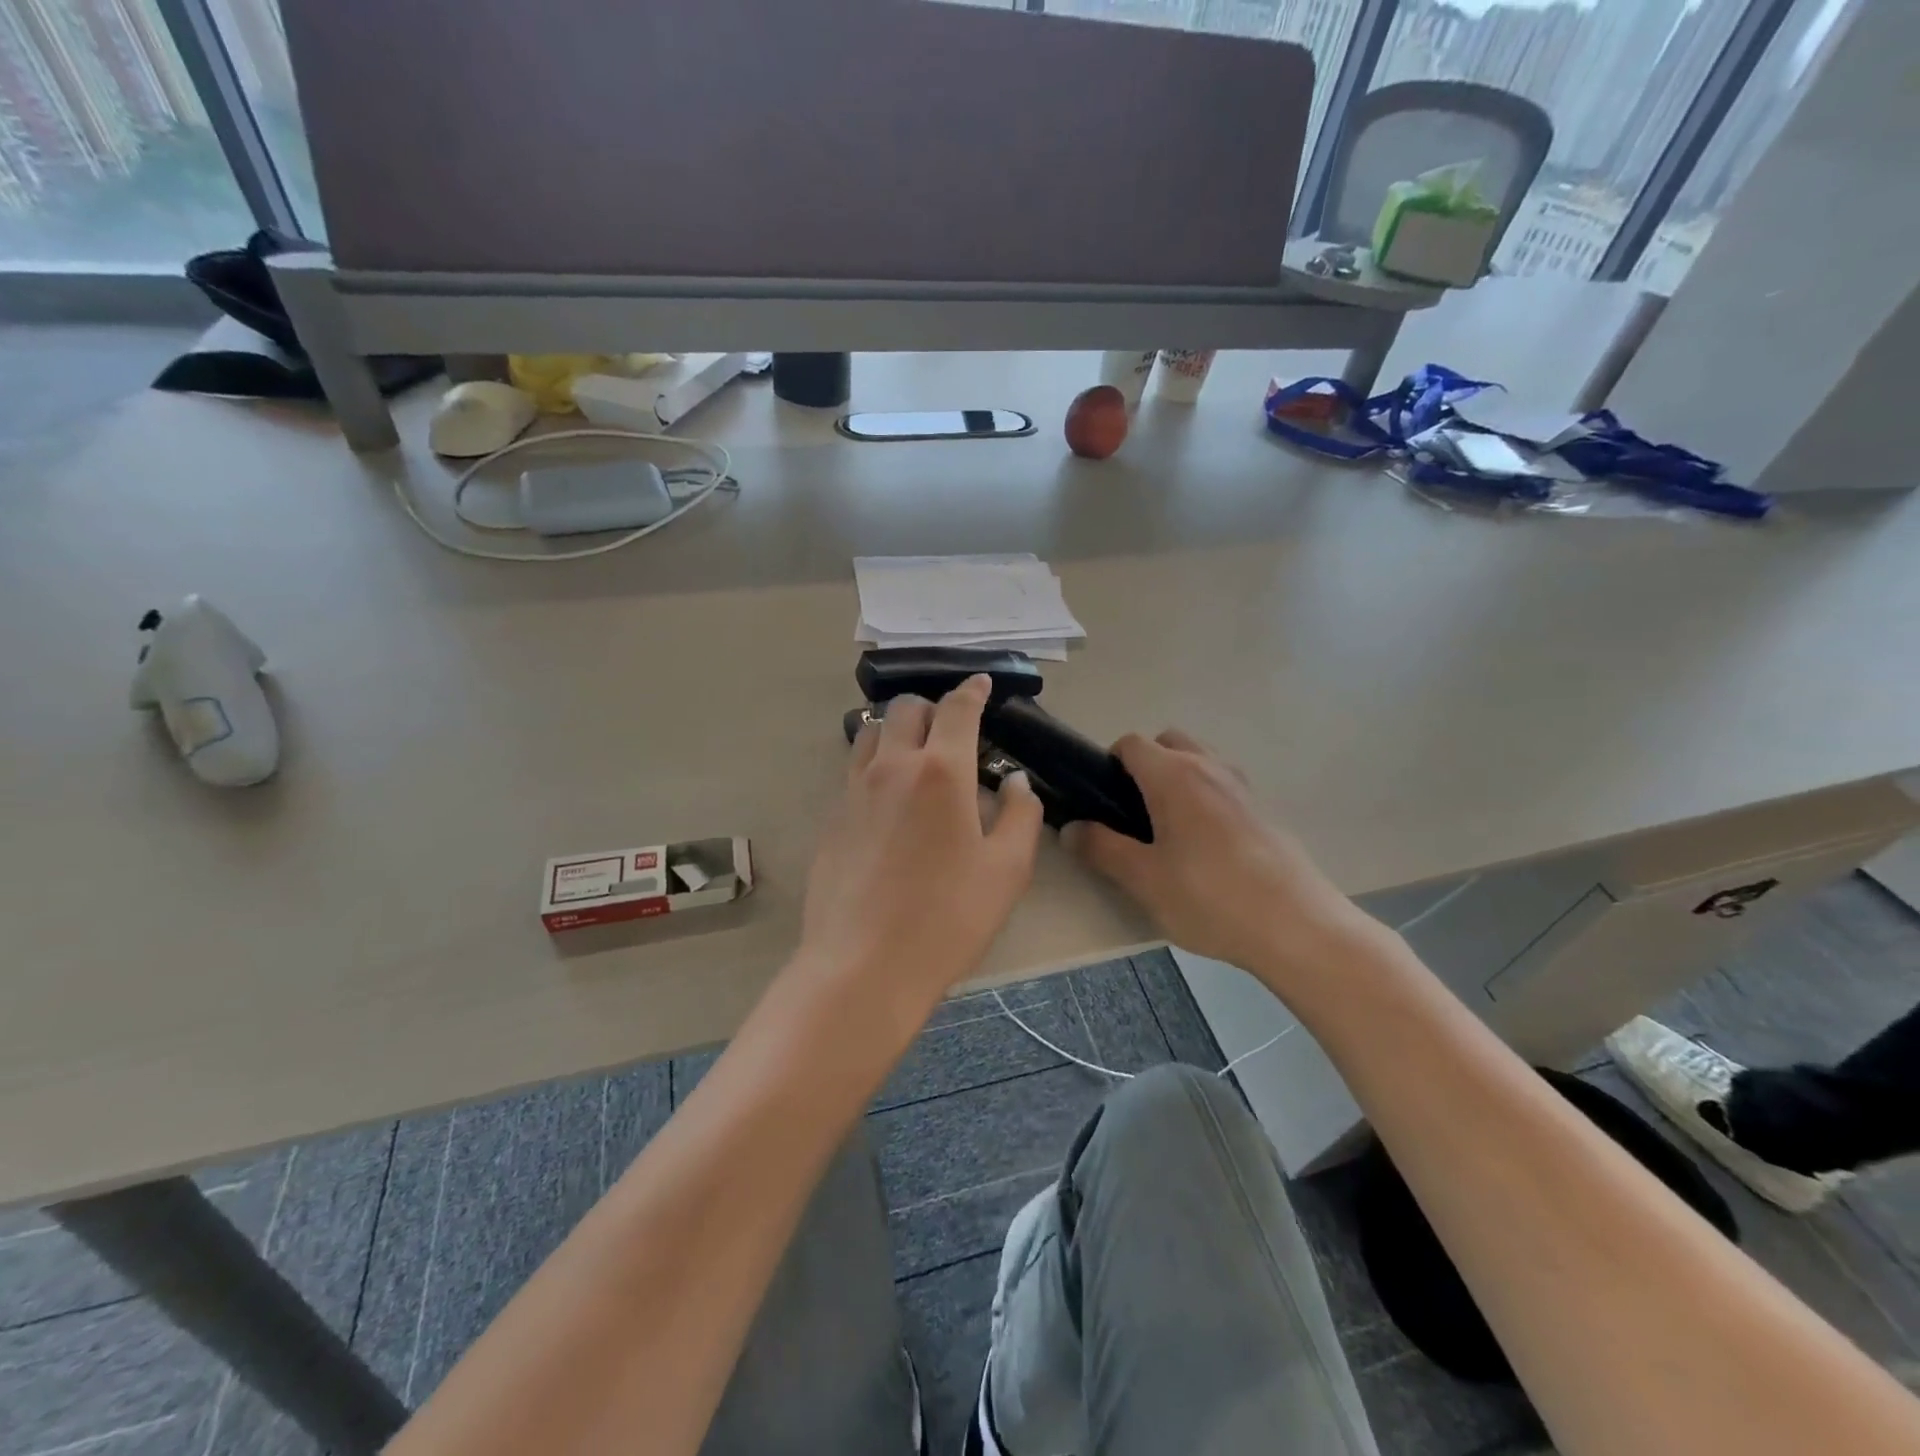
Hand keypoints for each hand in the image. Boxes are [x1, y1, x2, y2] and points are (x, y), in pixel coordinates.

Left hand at [797, 675, 1043, 1019]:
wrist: (864, 965)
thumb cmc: (948, 917)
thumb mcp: (1007, 870)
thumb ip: (1021, 815)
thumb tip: (1015, 781)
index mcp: (940, 771)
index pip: (956, 709)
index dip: (972, 690)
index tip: (981, 683)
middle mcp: (892, 767)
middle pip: (905, 709)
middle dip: (932, 707)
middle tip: (953, 730)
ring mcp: (854, 791)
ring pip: (870, 732)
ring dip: (896, 729)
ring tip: (916, 755)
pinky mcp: (832, 818)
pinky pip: (854, 770)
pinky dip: (875, 763)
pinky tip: (889, 797)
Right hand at [1065, 730, 1374, 989]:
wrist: (1297, 927)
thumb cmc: (1210, 898)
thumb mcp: (1144, 879)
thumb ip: (1101, 848)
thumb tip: (1070, 828)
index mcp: (1174, 775)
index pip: (1132, 743)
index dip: (1109, 763)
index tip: (1102, 800)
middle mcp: (1209, 768)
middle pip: (1168, 742)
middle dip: (1145, 765)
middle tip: (1133, 813)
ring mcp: (1241, 787)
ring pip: (1199, 761)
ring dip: (1177, 778)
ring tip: (1168, 831)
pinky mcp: (1262, 810)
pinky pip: (1222, 786)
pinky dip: (1204, 798)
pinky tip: (1204, 848)